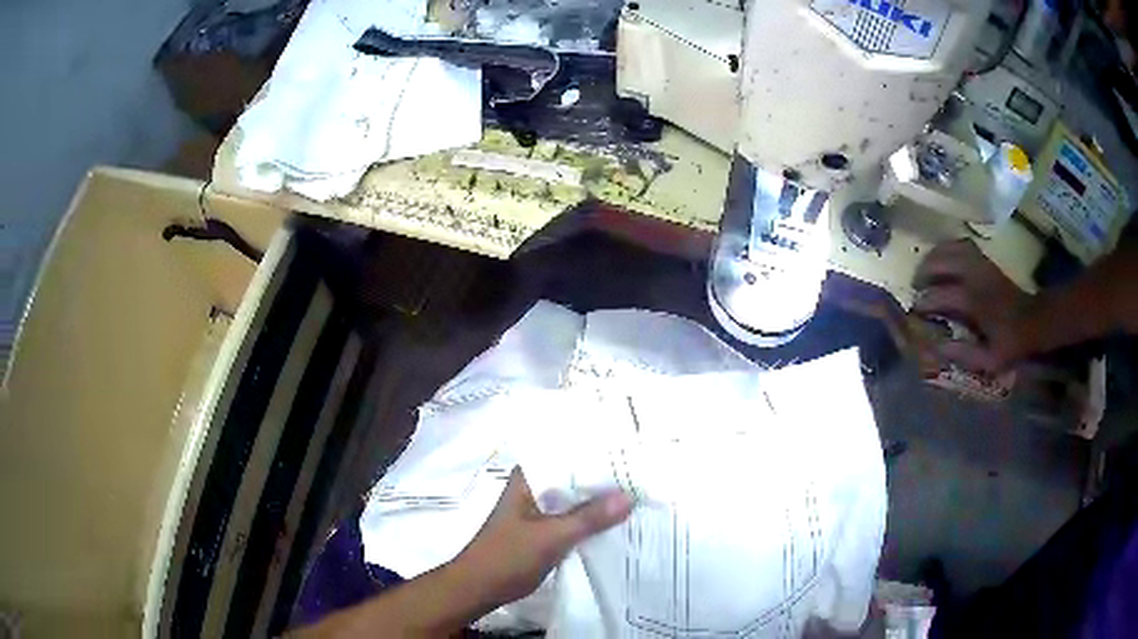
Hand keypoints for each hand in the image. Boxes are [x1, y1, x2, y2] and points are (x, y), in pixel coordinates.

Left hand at [455, 467, 632, 606]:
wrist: (479, 588)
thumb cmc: (507, 556)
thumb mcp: (552, 536)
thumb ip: (590, 517)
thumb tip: (630, 496)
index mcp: (529, 478)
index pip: (569, 454)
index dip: (600, 454)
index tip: (634, 453)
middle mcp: (535, 488)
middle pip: (576, 477)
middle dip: (606, 479)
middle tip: (645, 475)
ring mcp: (539, 510)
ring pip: (576, 500)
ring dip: (600, 502)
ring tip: (640, 494)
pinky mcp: (544, 531)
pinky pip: (574, 519)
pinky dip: (592, 521)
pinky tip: (618, 522)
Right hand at [912, 239, 1033, 373]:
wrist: (1034, 320)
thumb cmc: (1011, 343)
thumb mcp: (989, 360)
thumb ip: (963, 354)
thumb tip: (936, 348)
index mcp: (973, 301)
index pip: (939, 295)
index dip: (923, 302)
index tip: (915, 312)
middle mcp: (974, 276)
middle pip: (941, 262)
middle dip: (924, 272)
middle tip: (916, 286)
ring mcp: (980, 264)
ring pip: (950, 247)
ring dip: (934, 256)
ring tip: (926, 269)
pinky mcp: (985, 260)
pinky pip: (961, 244)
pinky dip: (948, 248)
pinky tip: (944, 259)